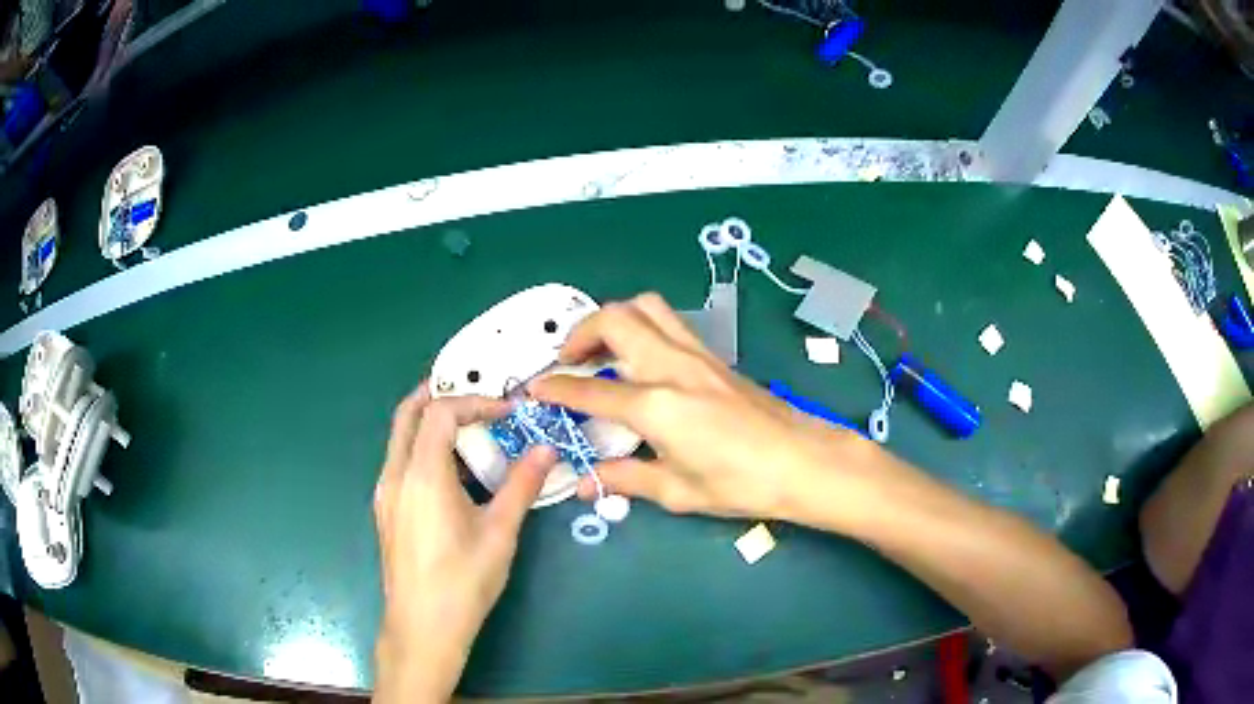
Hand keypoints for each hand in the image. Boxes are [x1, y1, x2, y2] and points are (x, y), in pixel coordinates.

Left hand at [373, 384, 555, 702]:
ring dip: (429, 422)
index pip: (441, 412)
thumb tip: (547, 449)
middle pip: (407, 414)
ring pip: (400, 438)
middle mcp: (395, 475)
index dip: (475, 402)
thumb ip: (522, 485)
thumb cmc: (463, 581)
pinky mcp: (386, 511)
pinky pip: (400, 461)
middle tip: (474, 394)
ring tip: (468, 430)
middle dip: (438, 393)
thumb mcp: (500, 532)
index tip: (508, 413)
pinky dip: (422, 447)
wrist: (422, 627)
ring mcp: (385, 493)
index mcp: (422, 474)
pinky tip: (450, 473)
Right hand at [530, 293, 879, 524]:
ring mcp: (696, 354)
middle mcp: (672, 366)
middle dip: (579, 333)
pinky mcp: (714, 356)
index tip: (534, 388)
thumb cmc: (741, 483)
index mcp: (656, 405)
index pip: (590, 390)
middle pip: (615, 319)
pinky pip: (669, 322)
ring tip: (601, 350)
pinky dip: (641, 327)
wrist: (803, 461)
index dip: (556, 389)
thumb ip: (625, 479)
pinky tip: (640, 359)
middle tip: (566, 360)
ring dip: (613, 319)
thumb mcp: (677, 491)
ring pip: (645, 307)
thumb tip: (585, 483)